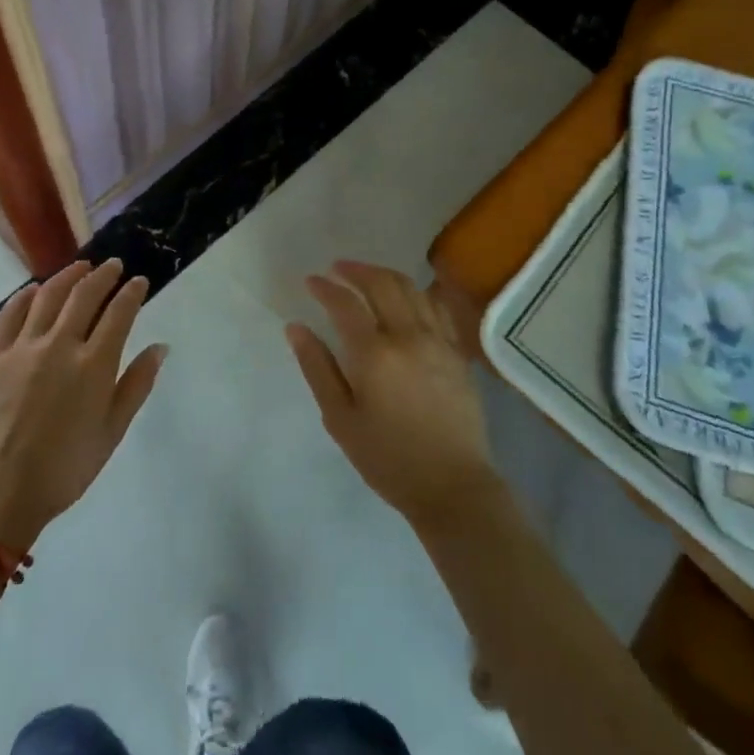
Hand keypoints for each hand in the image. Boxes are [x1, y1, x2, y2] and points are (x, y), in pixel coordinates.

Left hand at [0, 260, 166, 548]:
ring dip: (67, 277)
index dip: (132, 293)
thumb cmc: (65, 467)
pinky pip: (10, 315)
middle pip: (84, 296)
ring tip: (80, 267)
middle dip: (103, 276)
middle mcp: (60, 345)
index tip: (139, 281)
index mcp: (94, 365)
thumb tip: (160, 347)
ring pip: (48, 296)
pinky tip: (34, 289)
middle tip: (113, 266)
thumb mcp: (112, 431)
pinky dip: (25, 296)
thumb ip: (137, 385)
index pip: (119, 313)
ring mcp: (24, 348)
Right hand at [287, 260, 500, 529]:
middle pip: (382, 284)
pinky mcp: (457, 352)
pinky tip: (408, 295)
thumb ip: (317, 367)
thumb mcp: (340, 418)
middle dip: (356, 270)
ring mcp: (438, 341)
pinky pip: (437, 307)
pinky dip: (418, 292)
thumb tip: (296, 328)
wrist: (452, 486)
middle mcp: (408, 336)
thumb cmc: (387, 458)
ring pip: (412, 288)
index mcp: (374, 353)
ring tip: (368, 276)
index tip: (311, 281)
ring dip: (386, 274)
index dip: (325, 287)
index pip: (345, 304)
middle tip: (337, 268)